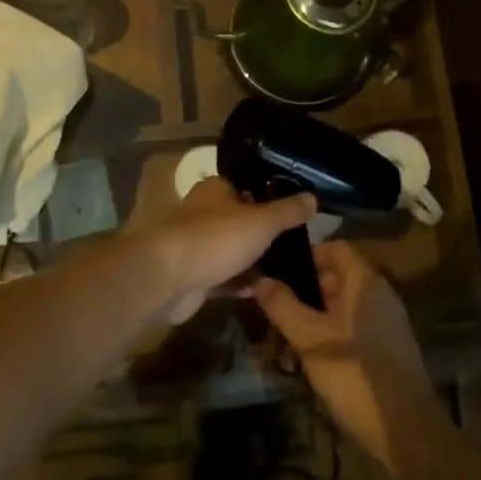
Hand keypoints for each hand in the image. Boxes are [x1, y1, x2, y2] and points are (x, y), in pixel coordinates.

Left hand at [141, 177, 314, 322]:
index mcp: (214, 190)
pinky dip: (240, 284)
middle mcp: (203, 213)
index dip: (267, 198)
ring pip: (232, 251)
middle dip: (262, 234)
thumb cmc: (215, 238)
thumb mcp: (261, 221)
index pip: (245, 188)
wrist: (167, 279)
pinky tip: (264, 292)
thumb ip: (287, 211)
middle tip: (296, 247)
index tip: (293, 214)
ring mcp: (196, 246)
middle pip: (239, 221)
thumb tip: (313, 197)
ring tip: (286, 271)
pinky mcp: (193, 277)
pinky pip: (223, 278)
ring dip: (253, 262)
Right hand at [250, 240, 443, 474]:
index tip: (277, 270)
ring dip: (315, 314)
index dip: (305, 255)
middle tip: (274, 304)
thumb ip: (283, 305)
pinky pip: (353, 326)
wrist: (405, 430)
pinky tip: (309, 356)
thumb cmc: (354, 374)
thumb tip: (260, 279)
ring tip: (285, 332)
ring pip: (343, 305)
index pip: (335, 248)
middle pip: (338, 276)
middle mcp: (379, 294)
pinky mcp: (387, 348)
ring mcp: (386, 322)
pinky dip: (330, 332)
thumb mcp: (310, 338)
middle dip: (305, 288)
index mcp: (365, 282)